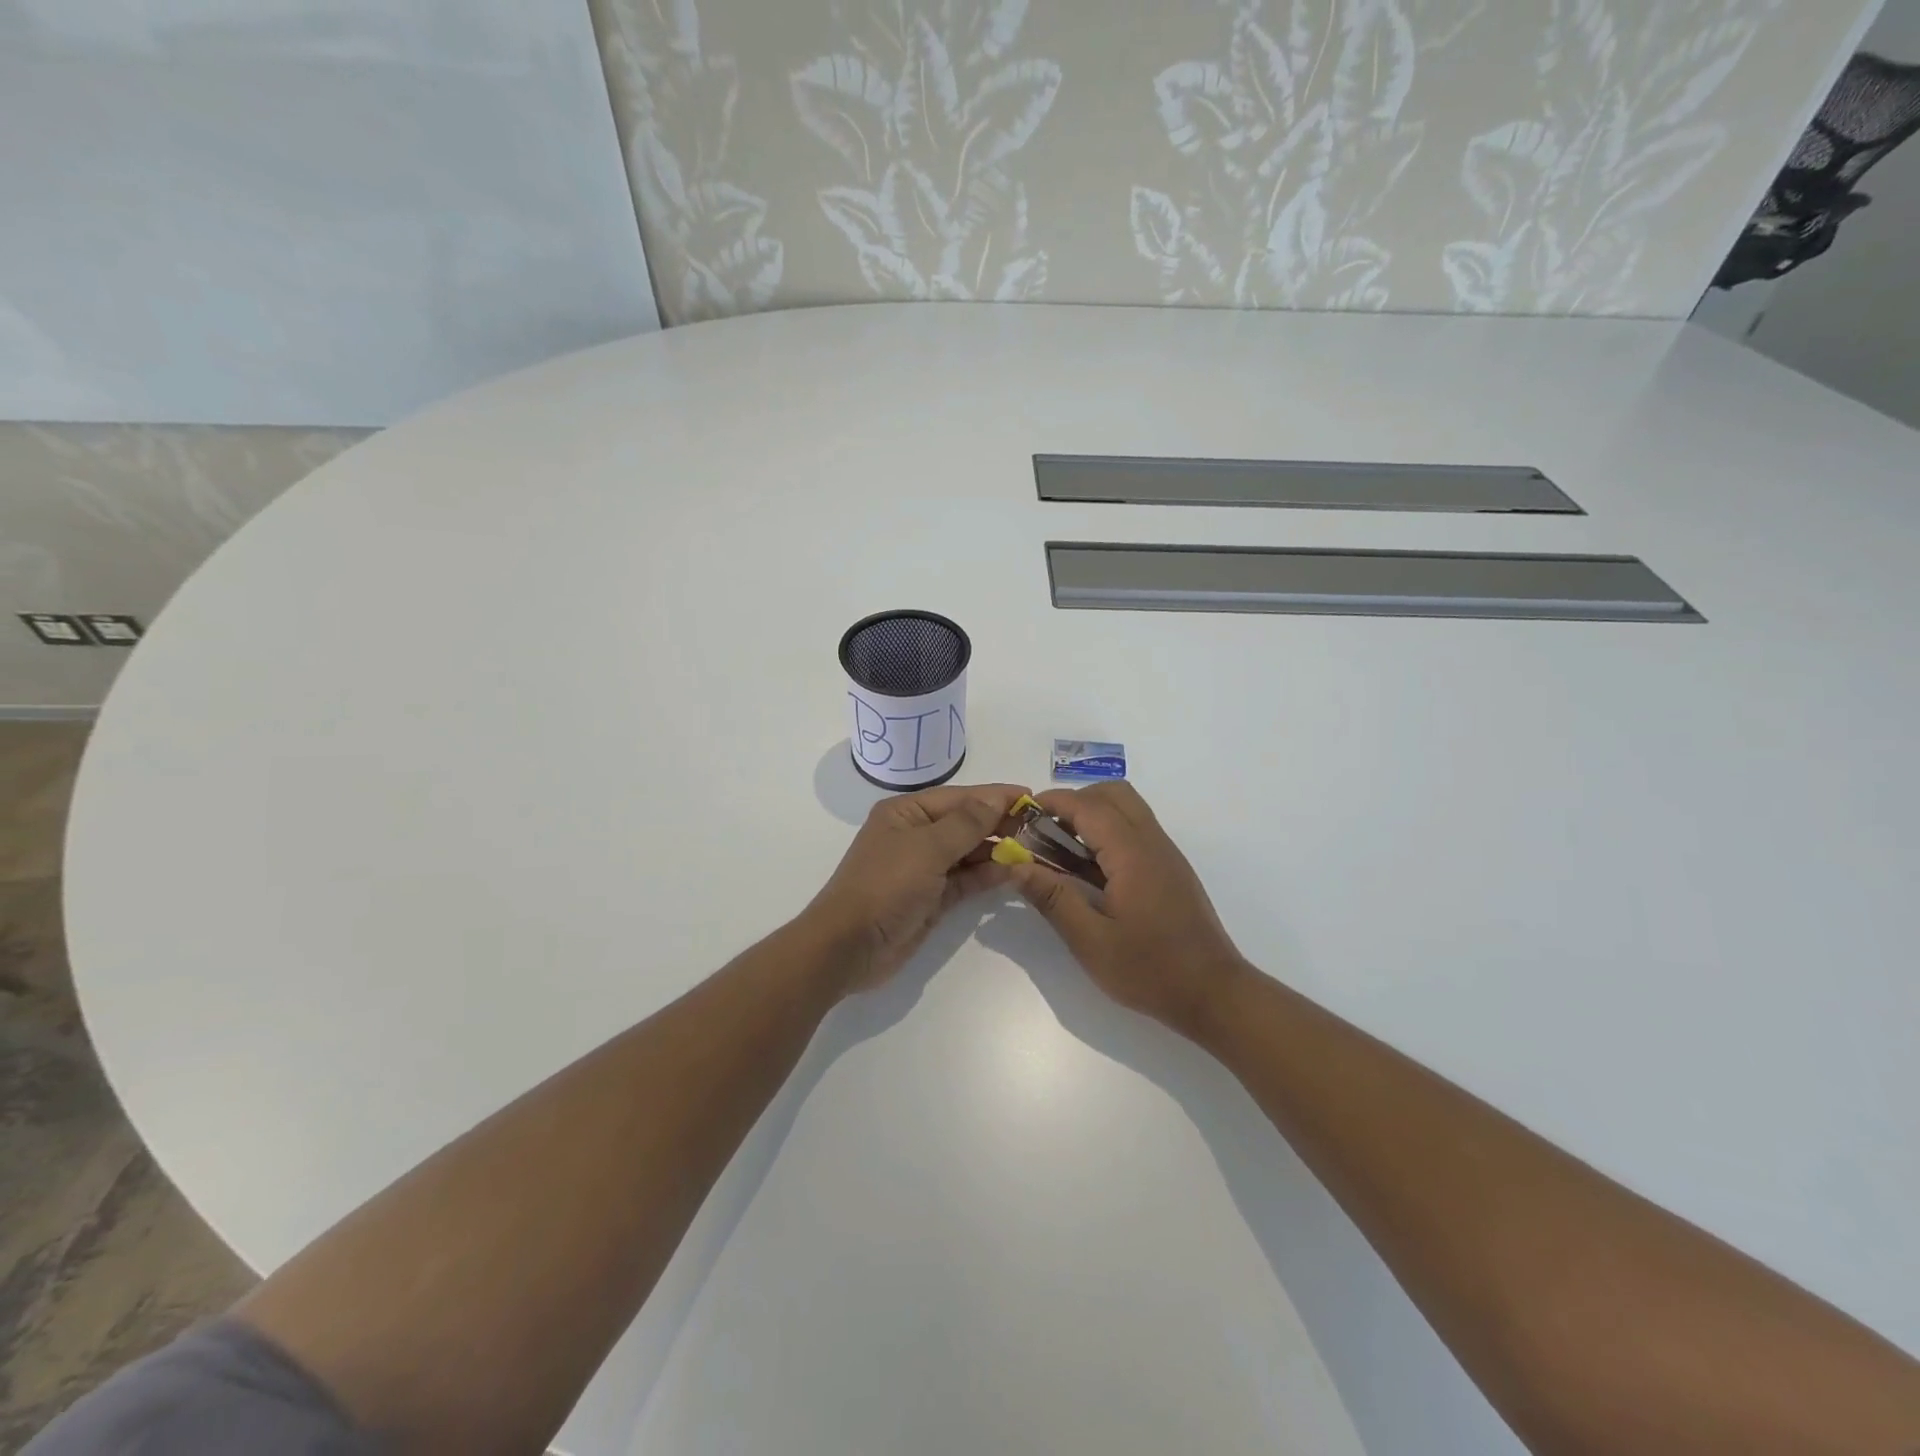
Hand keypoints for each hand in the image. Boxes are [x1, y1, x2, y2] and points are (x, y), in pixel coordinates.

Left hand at [804, 783, 1026, 990]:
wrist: (849, 946)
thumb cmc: (885, 886)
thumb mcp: (927, 848)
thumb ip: (966, 823)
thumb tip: (996, 798)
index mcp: (905, 813)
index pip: (958, 797)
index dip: (994, 796)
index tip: (1031, 796)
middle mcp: (915, 835)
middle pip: (965, 823)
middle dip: (1000, 823)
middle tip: (1040, 826)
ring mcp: (923, 868)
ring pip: (969, 852)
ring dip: (999, 851)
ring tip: (1035, 850)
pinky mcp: (932, 898)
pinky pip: (966, 880)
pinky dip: (989, 876)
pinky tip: (1016, 873)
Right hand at [1005, 782, 1250, 1034]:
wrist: (1215, 994)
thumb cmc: (1151, 970)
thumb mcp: (1091, 941)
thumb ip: (1052, 898)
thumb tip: (1016, 866)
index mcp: (1132, 854)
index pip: (1088, 806)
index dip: (1053, 802)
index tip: (1022, 815)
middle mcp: (1152, 843)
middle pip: (1113, 794)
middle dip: (1074, 802)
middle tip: (1045, 831)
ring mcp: (1166, 854)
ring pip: (1128, 808)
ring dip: (1093, 815)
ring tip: (1063, 850)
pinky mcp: (1171, 869)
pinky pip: (1137, 830)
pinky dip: (1109, 832)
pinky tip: (1091, 870)